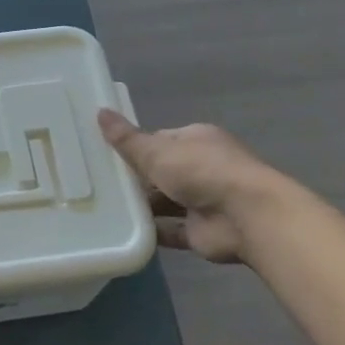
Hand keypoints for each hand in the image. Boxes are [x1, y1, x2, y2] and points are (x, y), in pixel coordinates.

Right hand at [98, 110, 280, 264]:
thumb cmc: (201, 172)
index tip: (106, 156)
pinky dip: (152, 232)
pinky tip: (124, 233)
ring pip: (165, 202)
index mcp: (196, 140)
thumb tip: (99, 111)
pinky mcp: (200, 231)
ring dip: (143, 206)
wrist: (246, 216)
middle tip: (98, 185)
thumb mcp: (156, 151)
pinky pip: (170, 230)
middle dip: (136, 179)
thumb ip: (127, 139)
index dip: (135, 147)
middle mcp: (202, 168)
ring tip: (104, 209)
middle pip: (161, 172)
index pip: (159, 140)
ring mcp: (203, 201)